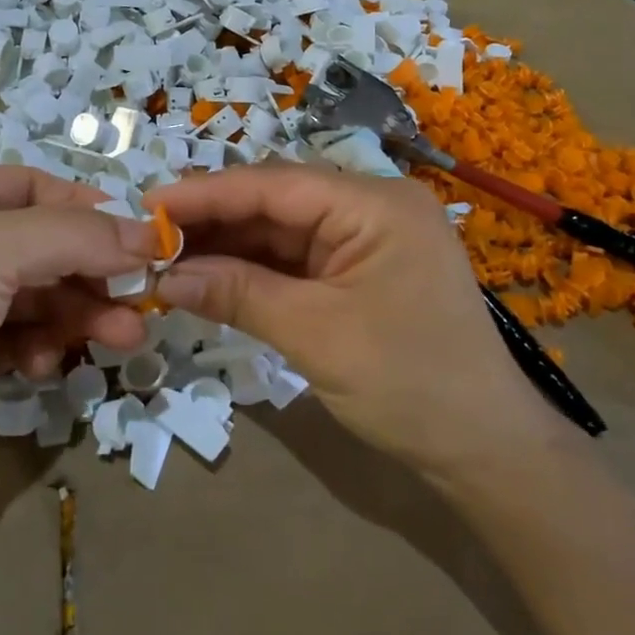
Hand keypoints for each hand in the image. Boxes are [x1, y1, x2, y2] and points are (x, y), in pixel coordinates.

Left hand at [0, 167, 154, 506]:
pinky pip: (25, 337)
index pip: (30, 186)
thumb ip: (78, 235)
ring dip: (82, 313)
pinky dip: (45, 346)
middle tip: (141, 295)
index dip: (85, 206)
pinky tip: (45, 364)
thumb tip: (151, 236)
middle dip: (92, 271)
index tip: (138, 234)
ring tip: (123, 336)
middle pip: (43, 245)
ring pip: (41, 295)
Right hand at [147, 164, 561, 481]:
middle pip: (276, 202)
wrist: (485, 450)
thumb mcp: (316, 335)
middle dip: (214, 220)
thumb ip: (239, 294)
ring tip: (167, 257)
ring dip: (228, 246)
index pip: (275, 184)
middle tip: (150, 236)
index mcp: (376, 205)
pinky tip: (209, 276)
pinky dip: (252, 270)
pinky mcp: (358, 270)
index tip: (149, 203)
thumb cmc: (410, 385)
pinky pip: (295, 259)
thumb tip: (167, 276)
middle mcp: (371, 208)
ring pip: (281, 230)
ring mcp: (365, 239)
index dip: (208, 193)